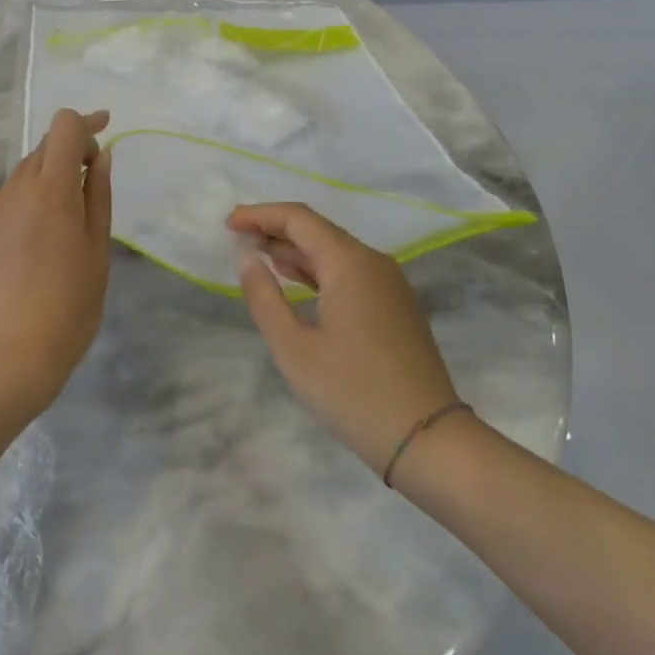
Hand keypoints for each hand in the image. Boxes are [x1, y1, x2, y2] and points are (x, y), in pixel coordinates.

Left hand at [0, 109, 112, 409]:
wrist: (15, 349)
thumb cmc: (72, 302)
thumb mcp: (98, 247)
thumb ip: (99, 194)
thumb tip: (102, 156)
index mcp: (52, 189)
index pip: (63, 127)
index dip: (87, 123)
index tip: (106, 133)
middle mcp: (18, 189)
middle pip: (44, 146)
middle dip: (72, 149)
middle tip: (95, 178)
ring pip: (25, 170)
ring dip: (50, 174)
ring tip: (70, 212)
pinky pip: (11, 196)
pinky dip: (31, 197)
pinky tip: (43, 233)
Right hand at [228, 202, 461, 478]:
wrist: (427, 438)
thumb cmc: (352, 392)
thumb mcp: (293, 348)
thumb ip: (264, 297)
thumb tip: (247, 259)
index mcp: (350, 264)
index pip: (299, 219)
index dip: (260, 215)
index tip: (228, 225)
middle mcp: (374, 263)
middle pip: (318, 231)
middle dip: (275, 229)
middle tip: (237, 237)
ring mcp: (389, 285)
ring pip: (335, 252)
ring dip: (295, 250)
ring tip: (257, 255)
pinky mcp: (395, 307)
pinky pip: (349, 273)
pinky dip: (317, 270)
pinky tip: (296, 280)